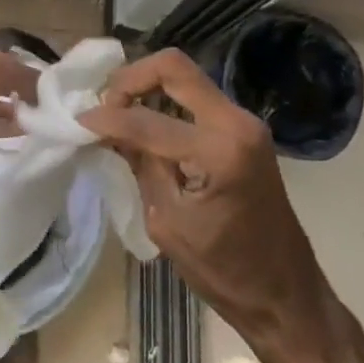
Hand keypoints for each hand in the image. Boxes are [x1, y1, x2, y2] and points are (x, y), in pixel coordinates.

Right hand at [79, 49, 363, 362]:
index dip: (106, 117)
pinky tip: (143, 124)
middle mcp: (237, 122)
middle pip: (174, 67)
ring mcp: (245, 123)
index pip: (147, 118)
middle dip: (130, 78)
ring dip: (147, 87)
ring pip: (186, 78)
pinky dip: (165, 102)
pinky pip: (197, 99)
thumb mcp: (167, 221)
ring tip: (117, 114)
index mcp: (220, 150)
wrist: (286, 295)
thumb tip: (105, 130)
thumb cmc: (224, 272)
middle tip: (102, 104)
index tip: (77, 122)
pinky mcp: (244, 131)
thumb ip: (139, 165)